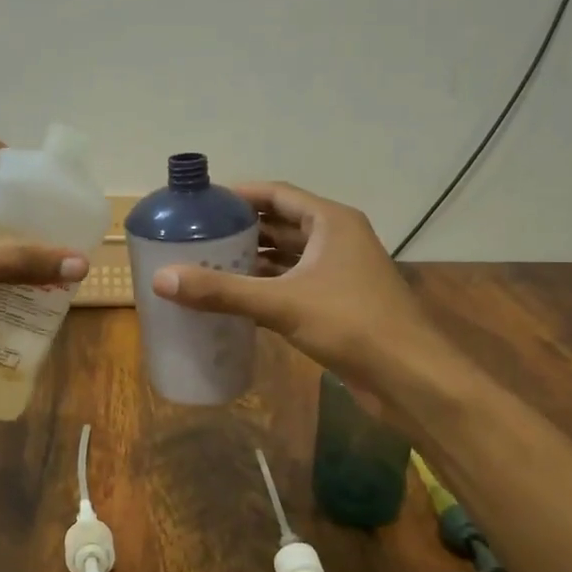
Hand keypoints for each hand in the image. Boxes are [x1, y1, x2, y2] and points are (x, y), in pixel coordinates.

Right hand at [149, 181, 436, 389]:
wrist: (410, 377)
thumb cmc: (351, 324)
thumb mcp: (281, 303)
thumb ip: (221, 291)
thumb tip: (161, 279)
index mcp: (331, 222)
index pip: (277, 194)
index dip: (239, 195)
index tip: (201, 203)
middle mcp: (336, 240)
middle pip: (280, 224)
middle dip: (240, 230)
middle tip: (195, 237)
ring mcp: (339, 273)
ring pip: (286, 258)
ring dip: (251, 261)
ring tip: (206, 266)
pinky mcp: (338, 303)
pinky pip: (293, 285)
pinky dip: (265, 288)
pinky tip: (233, 300)